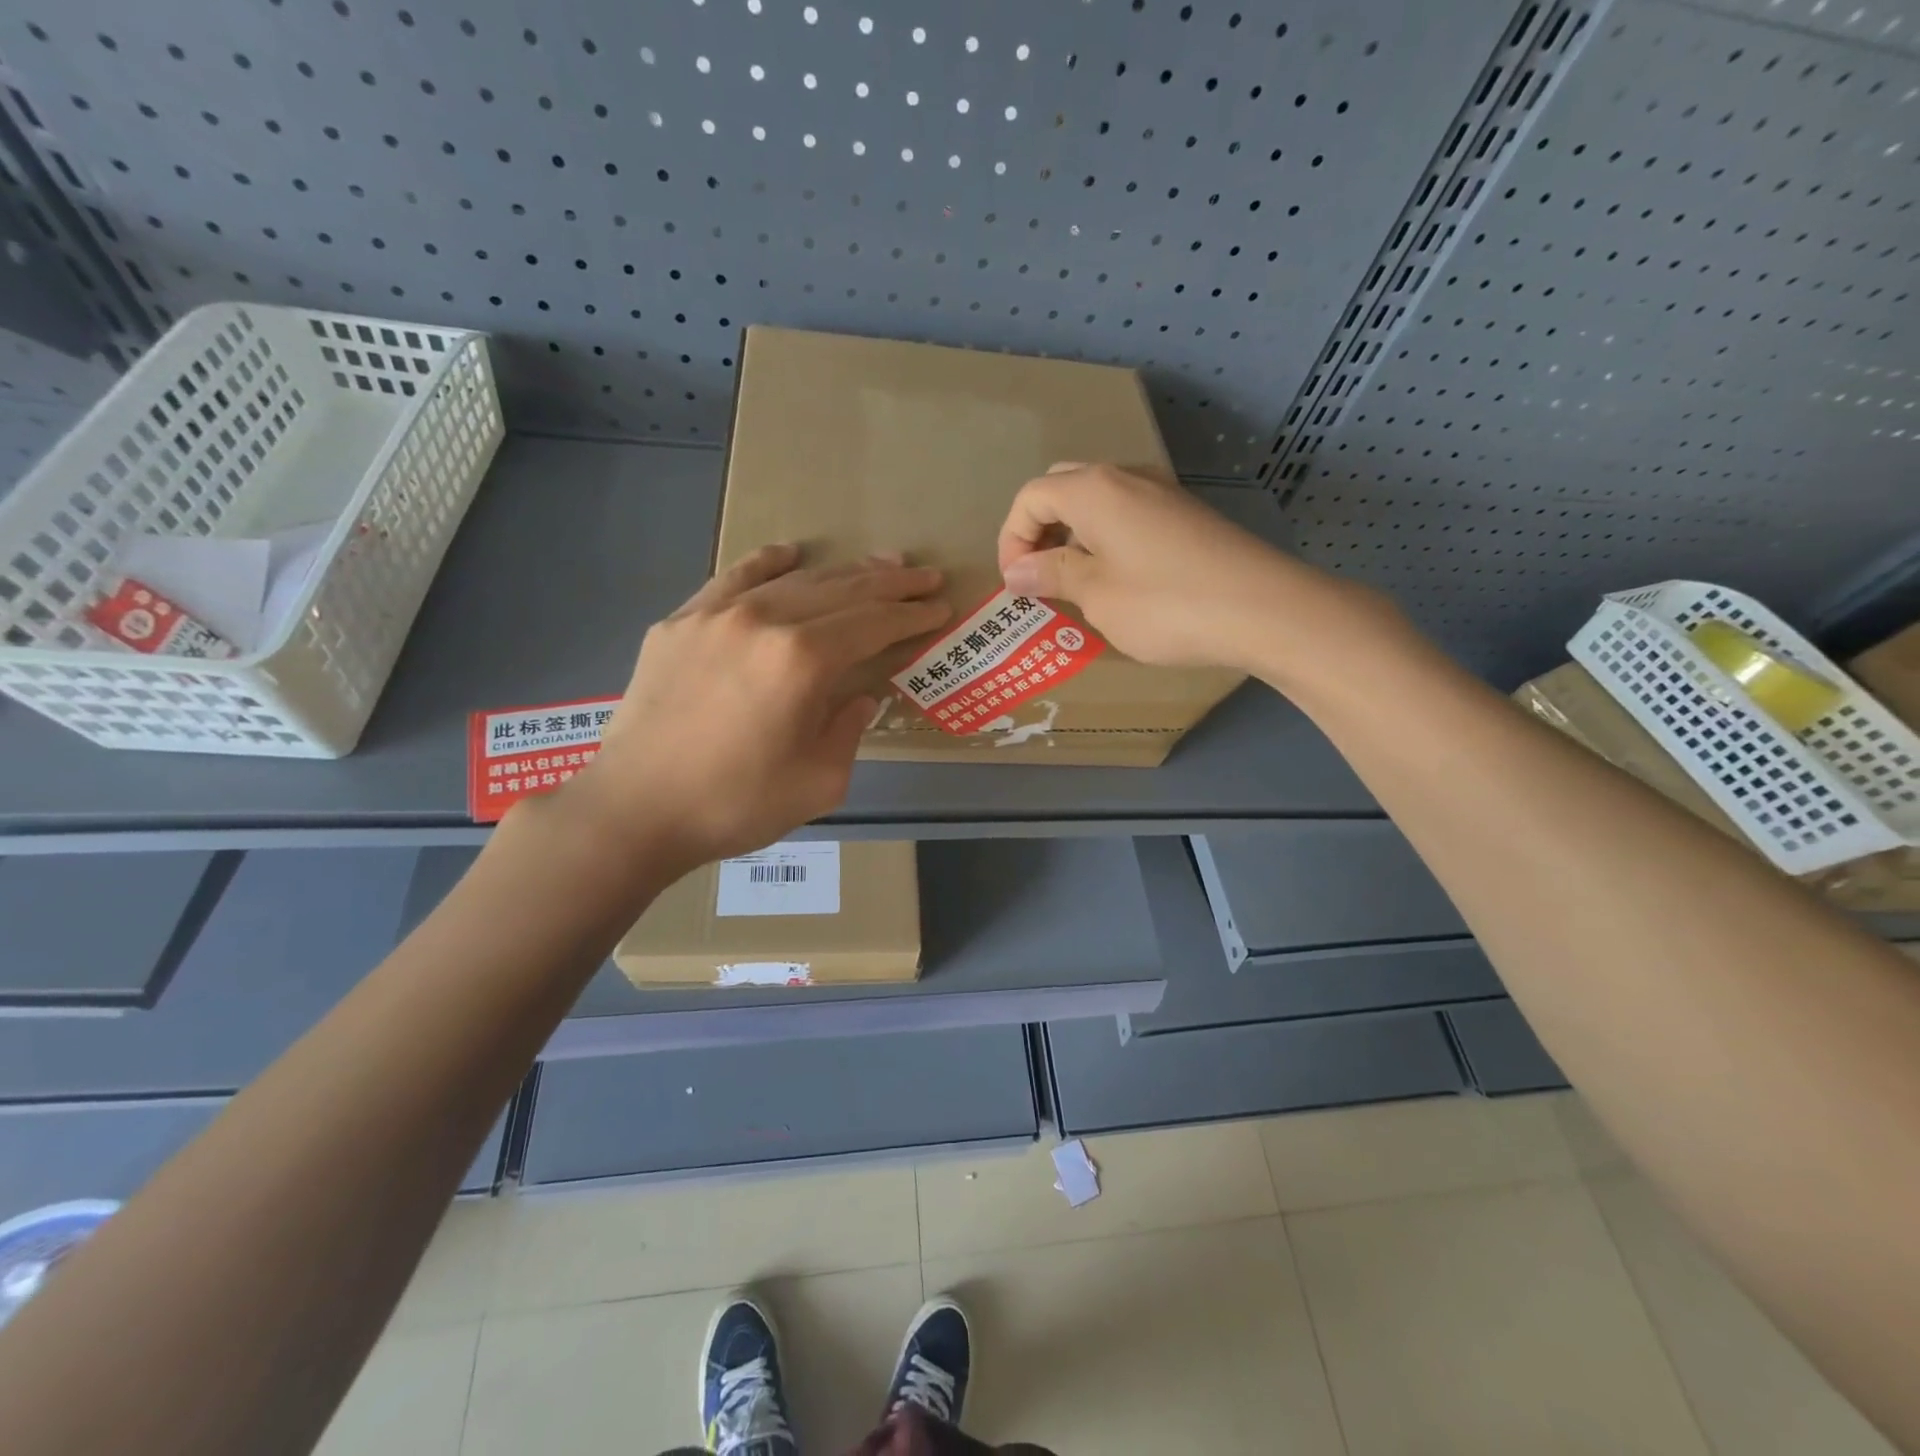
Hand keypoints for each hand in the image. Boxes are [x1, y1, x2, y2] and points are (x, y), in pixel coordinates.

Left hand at [553, 545, 948, 874]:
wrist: (635, 809)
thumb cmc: (735, 804)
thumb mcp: (820, 782)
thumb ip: (849, 730)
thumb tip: (858, 696)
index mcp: (803, 661)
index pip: (873, 624)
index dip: (911, 615)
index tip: (940, 607)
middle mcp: (764, 620)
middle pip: (842, 591)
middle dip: (891, 584)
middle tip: (925, 577)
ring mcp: (717, 614)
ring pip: (795, 580)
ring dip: (843, 572)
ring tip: (879, 565)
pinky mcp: (681, 621)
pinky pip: (734, 578)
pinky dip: (768, 562)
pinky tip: (790, 554)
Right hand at [997, 463, 1306, 671]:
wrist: (1263, 609)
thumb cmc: (1165, 604)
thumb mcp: (1097, 594)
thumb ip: (1052, 575)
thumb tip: (1017, 571)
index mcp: (1093, 490)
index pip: (1030, 498)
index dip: (1012, 540)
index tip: (1016, 586)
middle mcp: (1125, 478)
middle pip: (1062, 489)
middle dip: (1040, 531)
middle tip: (1040, 578)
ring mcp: (1161, 493)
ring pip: (1097, 502)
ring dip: (1073, 537)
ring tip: (1075, 585)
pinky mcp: (1186, 515)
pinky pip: (1128, 516)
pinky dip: (1106, 541)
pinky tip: (1118, 582)